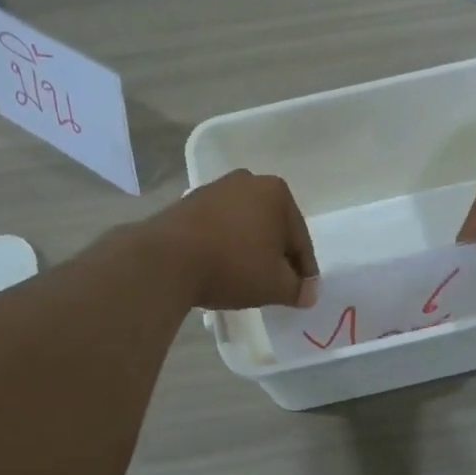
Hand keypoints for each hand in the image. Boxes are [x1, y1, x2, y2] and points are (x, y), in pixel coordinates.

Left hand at [149, 170, 319, 309]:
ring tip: (247, 278)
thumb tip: (308, 293)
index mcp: (277, 193)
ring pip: (245, 225)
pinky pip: (219, 227)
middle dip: (276, 255)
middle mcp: (248, 181)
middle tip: (277, 285)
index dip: (304, 270)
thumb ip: (297, 289)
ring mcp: (215, 189)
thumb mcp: (274, 285)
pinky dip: (225, 244)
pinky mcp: (189, 202)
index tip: (303, 292)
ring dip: (250, 248)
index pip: (299, 239)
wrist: (166, 260)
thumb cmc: (232, 266)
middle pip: (272, 227)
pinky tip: (220, 266)